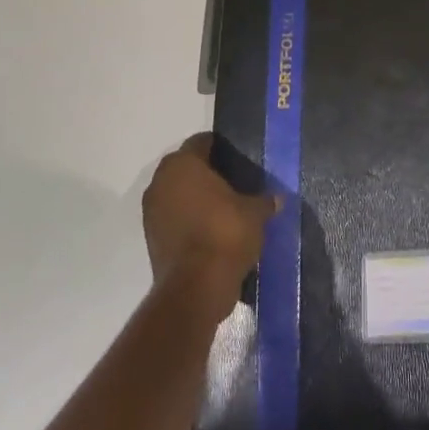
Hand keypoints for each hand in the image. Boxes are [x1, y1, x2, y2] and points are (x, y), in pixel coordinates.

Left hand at [142, 134, 277, 321]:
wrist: (196, 287)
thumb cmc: (226, 234)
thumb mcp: (255, 213)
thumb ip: (264, 201)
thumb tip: (277, 199)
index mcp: (184, 164)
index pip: (201, 142)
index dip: (221, 147)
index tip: (238, 158)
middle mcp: (161, 181)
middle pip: (186, 167)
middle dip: (206, 173)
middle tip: (234, 182)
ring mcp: (151, 211)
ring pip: (177, 193)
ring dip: (195, 198)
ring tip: (224, 208)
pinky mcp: (151, 238)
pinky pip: (173, 217)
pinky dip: (188, 220)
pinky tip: (211, 230)